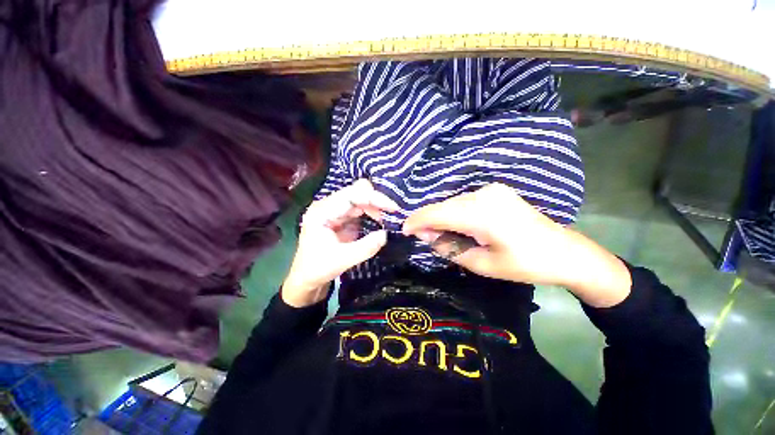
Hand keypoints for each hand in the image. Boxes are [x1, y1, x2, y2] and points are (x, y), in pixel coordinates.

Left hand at [281, 179, 397, 306]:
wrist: (306, 278)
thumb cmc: (317, 269)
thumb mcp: (342, 260)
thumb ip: (365, 247)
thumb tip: (386, 234)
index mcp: (322, 211)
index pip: (352, 195)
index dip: (374, 198)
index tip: (393, 208)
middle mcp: (328, 206)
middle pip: (357, 192)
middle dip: (377, 201)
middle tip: (392, 215)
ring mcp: (335, 211)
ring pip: (360, 199)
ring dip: (376, 207)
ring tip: (389, 220)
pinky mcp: (342, 218)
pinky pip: (361, 209)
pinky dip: (373, 213)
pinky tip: (381, 221)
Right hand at [402, 183, 631, 306]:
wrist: (565, 252)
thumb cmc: (525, 264)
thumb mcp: (482, 265)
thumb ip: (449, 248)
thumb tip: (426, 235)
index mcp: (482, 214)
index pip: (437, 213)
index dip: (417, 221)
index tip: (404, 230)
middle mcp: (484, 195)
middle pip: (443, 206)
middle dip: (428, 221)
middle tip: (422, 237)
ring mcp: (491, 190)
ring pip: (452, 203)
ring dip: (441, 217)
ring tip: (440, 235)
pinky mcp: (495, 191)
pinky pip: (464, 201)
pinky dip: (454, 213)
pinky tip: (457, 226)